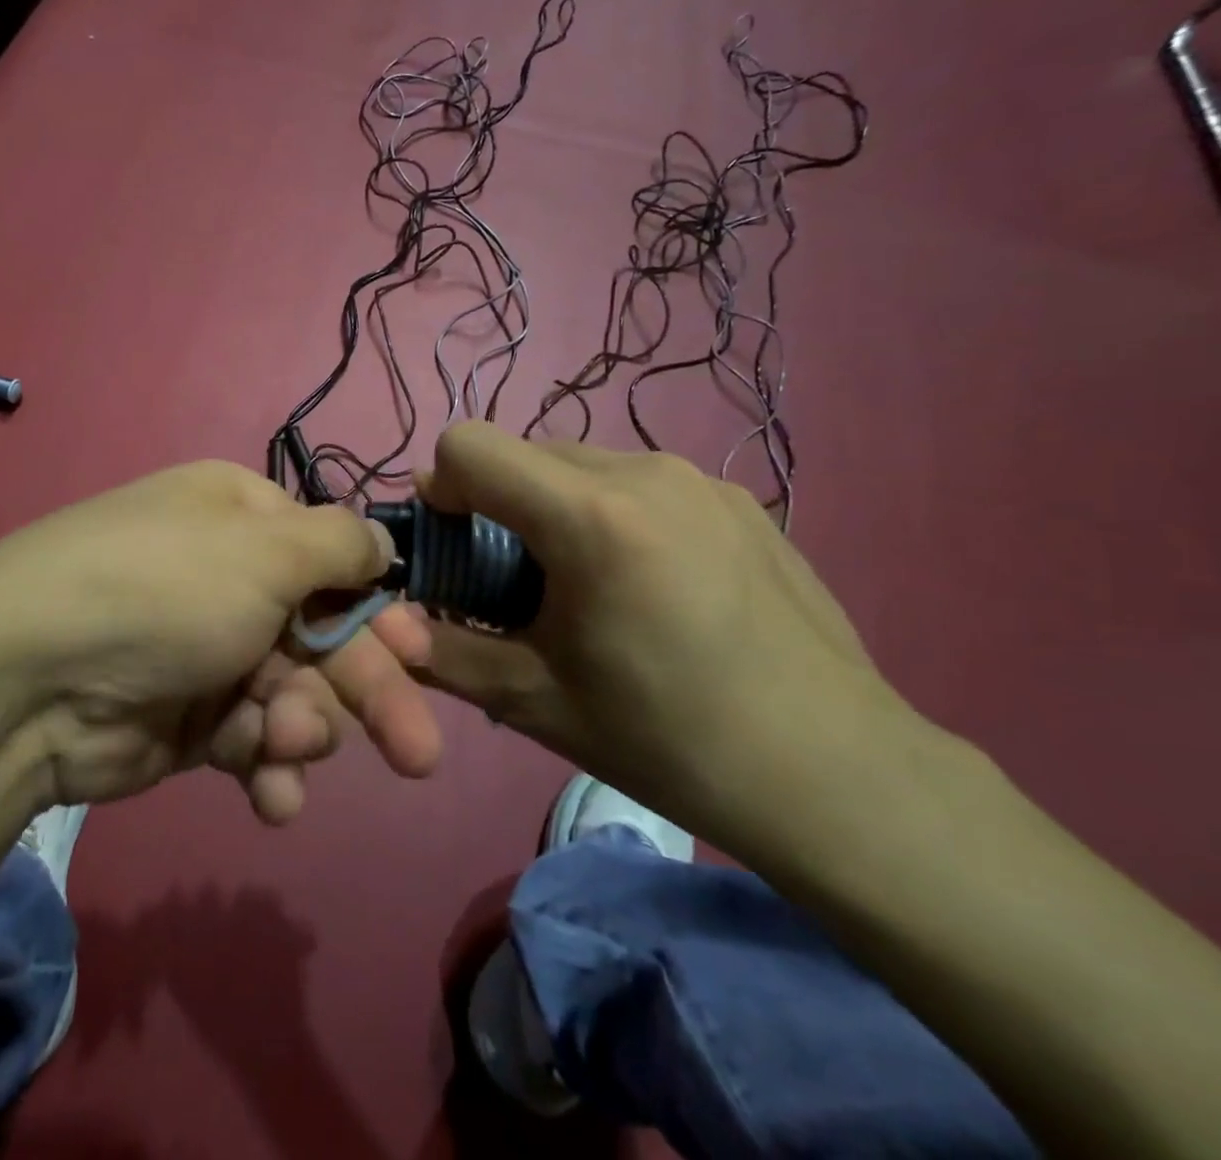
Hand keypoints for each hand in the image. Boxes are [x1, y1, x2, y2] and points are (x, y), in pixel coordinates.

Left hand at [0, 461, 441, 821]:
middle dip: (368, 691)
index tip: (420, 655)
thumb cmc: (167, 591)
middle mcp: (229, 579)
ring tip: (284, 747)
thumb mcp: (265, 549)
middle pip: (323, 635)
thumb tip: (382, 544)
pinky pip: (251, 740)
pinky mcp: (189, 720)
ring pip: (293, 694)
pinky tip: (271, 795)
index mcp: (244, 521)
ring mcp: (208, 652)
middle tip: (417, 753)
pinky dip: (266, 767)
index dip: (379, 609)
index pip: (334, 560)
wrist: (32, 680)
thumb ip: (340, 545)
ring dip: (303, 727)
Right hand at [412, 422, 916, 852]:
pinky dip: (610, 513)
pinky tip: (650, 588)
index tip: (456, 547)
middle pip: (523, 451)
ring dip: (552, 507)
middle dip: (496, 503)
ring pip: (581, 463)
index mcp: (590, 516)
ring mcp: (700, 478)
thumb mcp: (532, 701)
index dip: (442, 488)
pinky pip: (638, 481)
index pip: (468, 444)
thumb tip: (384, 623)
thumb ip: (441, 651)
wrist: (836, 776)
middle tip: (516, 583)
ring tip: (586, 587)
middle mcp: (644, 470)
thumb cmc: (667, 739)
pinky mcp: (740, 498)